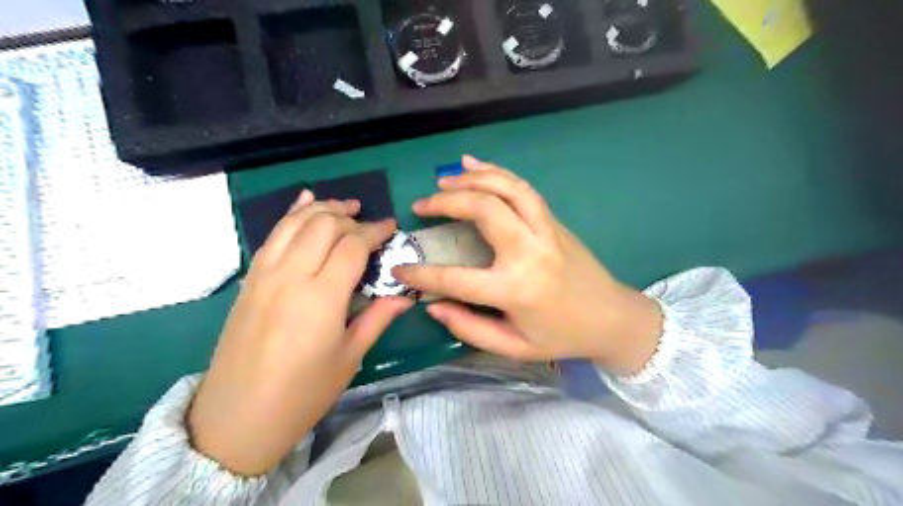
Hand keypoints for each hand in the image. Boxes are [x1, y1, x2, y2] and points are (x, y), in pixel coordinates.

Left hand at [190, 190, 416, 478]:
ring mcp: (264, 274)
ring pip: (296, 223)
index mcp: (321, 297)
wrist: (236, 418)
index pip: (352, 245)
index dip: (375, 231)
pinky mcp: (249, 279)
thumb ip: (377, 318)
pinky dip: (291, 213)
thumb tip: (405, 295)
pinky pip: (272, 234)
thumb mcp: (349, 357)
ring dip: (323, 208)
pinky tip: (305, 201)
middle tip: (370, 224)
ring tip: (344, 206)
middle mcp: (290, 275)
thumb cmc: (302, 393)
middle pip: (324, 225)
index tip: (391, 227)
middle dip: (351, 217)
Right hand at [396, 157, 661, 375]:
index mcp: (516, 289)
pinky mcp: (553, 221)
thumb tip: (434, 308)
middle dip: (446, 202)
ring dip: (472, 178)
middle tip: (421, 206)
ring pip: (506, 188)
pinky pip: (522, 188)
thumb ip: (471, 329)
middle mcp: (529, 252)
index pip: (455, 278)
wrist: (612, 317)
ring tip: (444, 180)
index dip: (421, 275)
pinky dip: (497, 172)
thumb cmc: (562, 336)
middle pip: (483, 210)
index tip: (398, 269)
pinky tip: (475, 165)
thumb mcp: (515, 347)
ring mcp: (545, 230)